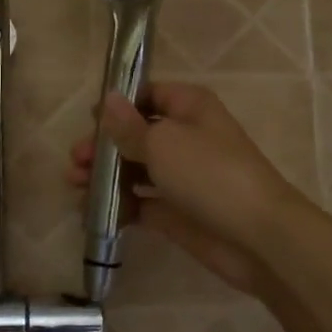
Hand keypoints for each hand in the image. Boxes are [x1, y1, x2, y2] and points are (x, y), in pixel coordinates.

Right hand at [66, 82, 305, 295]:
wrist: (256, 236)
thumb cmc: (209, 174)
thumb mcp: (163, 142)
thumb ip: (129, 126)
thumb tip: (108, 98)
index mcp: (189, 108)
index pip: (148, 95)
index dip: (118, 106)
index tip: (89, 121)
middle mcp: (186, 137)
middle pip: (136, 135)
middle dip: (104, 146)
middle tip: (75, 162)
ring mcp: (182, 177)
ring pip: (135, 170)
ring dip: (105, 176)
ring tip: (76, 187)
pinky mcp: (176, 212)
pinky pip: (140, 202)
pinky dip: (118, 206)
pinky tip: (94, 213)